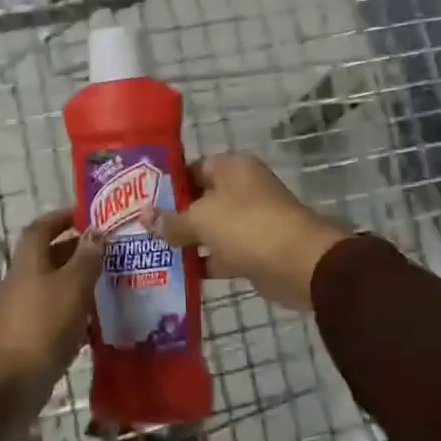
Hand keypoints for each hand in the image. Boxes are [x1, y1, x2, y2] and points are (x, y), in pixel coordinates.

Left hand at [0, 209, 104, 440]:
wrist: (6, 385)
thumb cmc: (40, 326)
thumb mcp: (71, 286)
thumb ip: (86, 259)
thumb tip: (96, 231)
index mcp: (30, 261)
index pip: (43, 227)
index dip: (63, 217)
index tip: (89, 216)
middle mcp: (26, 281)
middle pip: (51, 257)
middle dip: (79, 251)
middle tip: (113, 252)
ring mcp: (27, 312)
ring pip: (58, 288)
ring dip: (82, 284)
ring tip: (116, 283)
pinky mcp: (34, 340)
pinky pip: (59, 317)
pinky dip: (79, 315)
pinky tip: (103, 322)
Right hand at [140, 154, 349, 311]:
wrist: (299, 264)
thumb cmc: (246, 226)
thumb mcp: (200, 219)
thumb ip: (171, 220)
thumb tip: (144, 216)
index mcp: (231, 168)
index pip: (191, 168)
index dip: (166, 184)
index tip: (141, 201)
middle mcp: (241, 189)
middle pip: (199, 199)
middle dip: (173, 215)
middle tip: (140, 229)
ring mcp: (250, 220)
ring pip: (210, 228)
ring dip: (187, 241)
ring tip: (151, 251)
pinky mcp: (254, 250)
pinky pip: (222, 252)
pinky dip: (204, 262)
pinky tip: (177, 273)